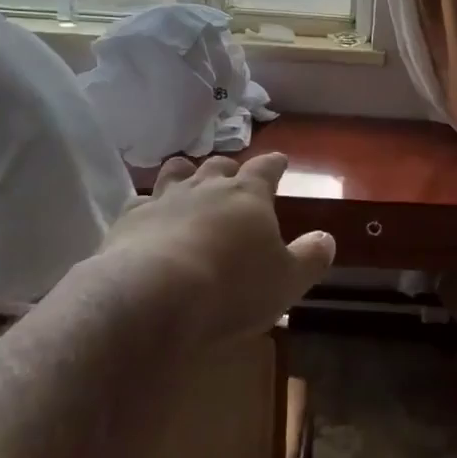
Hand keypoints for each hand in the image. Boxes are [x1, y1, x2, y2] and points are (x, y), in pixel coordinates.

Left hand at [95, 152, 334, 346]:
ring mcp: (164, 199)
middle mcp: (206, 187)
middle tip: (233, 177)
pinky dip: (148, 205)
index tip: (279, 161)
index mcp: (248, 195)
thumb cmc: (231, 288)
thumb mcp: (286, 281)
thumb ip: (309, 258)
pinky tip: (148, 216)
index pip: (266, 168)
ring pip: (176, 172)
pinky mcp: (129, 219)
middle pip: (219, 165)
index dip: (274, 164)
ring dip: (186, 174)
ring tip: (188, 180)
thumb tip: (326, 238)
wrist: (153, 297)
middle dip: (228, 168)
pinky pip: (140, 201)